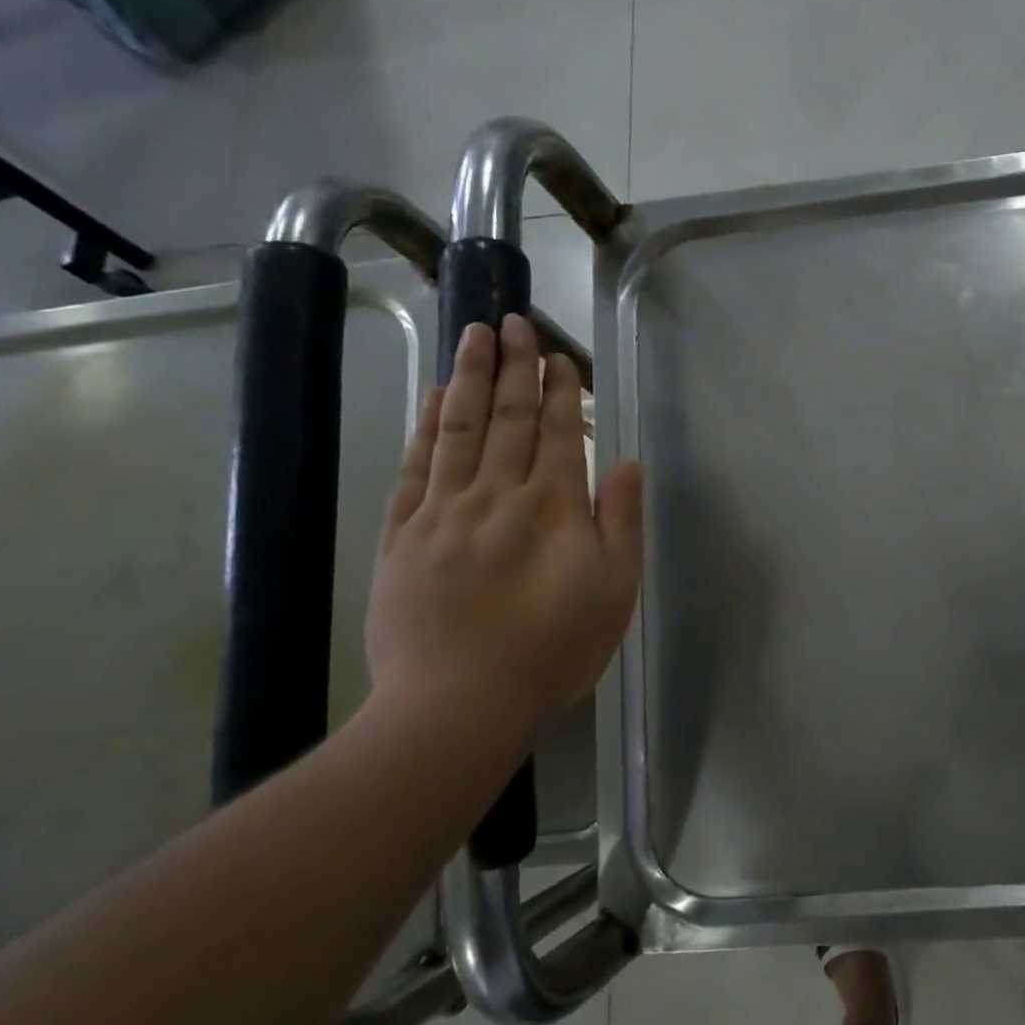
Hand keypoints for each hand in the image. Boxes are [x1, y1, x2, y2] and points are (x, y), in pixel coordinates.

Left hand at [365, 316, 643, 745]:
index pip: (555, 434)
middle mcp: (495, 496)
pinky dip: (424, 427)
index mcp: (552, 509)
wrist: (459, 703)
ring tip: (473, 334)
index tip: (557, 356)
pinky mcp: (401, 535)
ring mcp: (441, 512)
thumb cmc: (554, 650)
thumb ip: (620, 521)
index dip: (559, 392)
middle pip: (505, 418)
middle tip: (513, 321)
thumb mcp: (615, 591)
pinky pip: (414, 467)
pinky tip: (432, 399)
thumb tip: (623, 462)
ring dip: (467, 378)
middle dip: (512, 367)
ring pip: (457, 430)